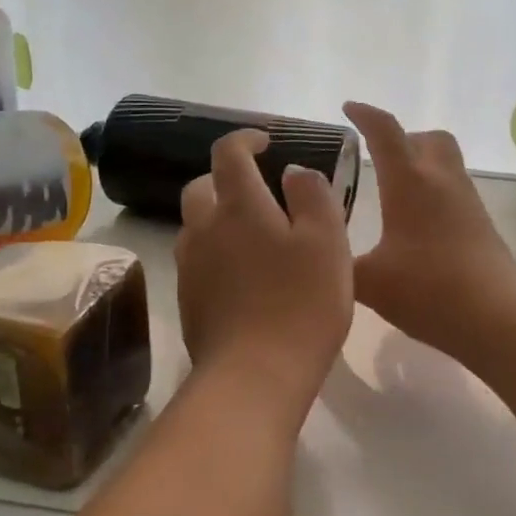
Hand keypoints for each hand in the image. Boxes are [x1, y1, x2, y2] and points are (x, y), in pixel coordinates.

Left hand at [175, 129, 354, 412]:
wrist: (254, 375)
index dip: (245, 139)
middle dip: (225, 179)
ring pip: (196, 226)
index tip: (265, 143)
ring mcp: (189, 266)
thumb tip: (294, 172)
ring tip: (252, 238)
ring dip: (218, 219)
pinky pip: (196, 261)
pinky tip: (242, 279)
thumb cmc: (301, 303)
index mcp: (239, 206)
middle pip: (201, 187)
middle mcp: (204, 228)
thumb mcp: (327, 242)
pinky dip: (215, 254)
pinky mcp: (187, 300)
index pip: (228, 152)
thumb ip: (314, 196)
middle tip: (258, 192)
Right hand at [344, 102, 515, 360]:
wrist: (496, 318)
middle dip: (402, 138)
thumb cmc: (428, 291)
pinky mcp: (482, 225)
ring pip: (446, 163)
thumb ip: (337, 261)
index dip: (365, 115)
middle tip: (377, 157)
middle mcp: (442, 181)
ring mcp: (467, 202)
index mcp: (409, 183)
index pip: (385, 132)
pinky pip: (454, 191)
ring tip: (393, 192)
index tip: (348, 109)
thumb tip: (317, 247)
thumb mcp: (368, 282)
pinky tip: (416, 226)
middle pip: (428, 138)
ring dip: (420, 164)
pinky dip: (433, 192)